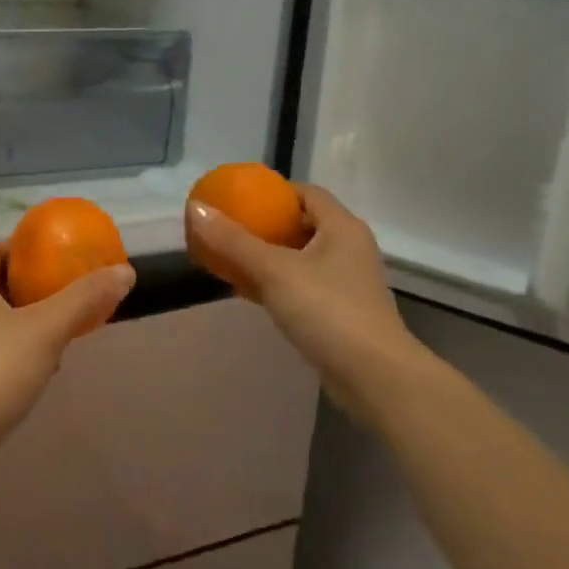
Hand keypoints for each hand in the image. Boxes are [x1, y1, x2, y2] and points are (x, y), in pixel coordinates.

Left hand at [0, 243, 135, 451]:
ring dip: (24, 323)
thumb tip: (125, 272)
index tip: (58, 260)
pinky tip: (37, 371)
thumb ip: (84, 298)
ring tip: (59, 334)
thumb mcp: (46, 329)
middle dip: (31, 289)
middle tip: (66, 297)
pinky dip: (12, 351)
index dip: (26, 250)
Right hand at [186, 184, 425, 417]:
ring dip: (270, 256)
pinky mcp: (342, 311)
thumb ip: (233, 241)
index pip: (307, 193)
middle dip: (266, 226)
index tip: (239, 199)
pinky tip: (252, 293)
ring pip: (303, 257)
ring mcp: (348, 281)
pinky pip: (304, 285)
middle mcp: (349, 248)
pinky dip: (279, 283)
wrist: (373, 376)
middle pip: (303, 224)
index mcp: (342, 227)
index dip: (273, 192)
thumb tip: (195, 207)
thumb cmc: (327, 311)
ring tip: (233, 258)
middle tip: (230, 229)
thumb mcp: (274, 271)